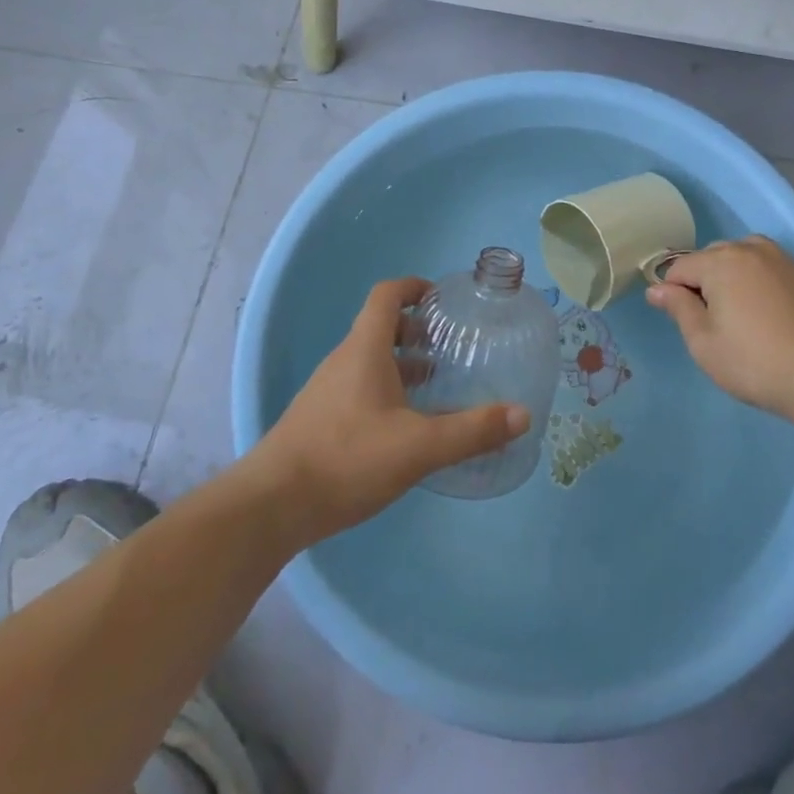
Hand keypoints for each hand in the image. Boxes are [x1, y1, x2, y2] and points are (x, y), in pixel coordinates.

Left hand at [249, 278, 530, 544]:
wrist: (271, 506)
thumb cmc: (346, 459)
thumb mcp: (418, 447)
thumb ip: (471, 431)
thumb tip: (522, 414)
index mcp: (364, 349)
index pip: (386, 295)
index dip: (414, 287)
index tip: (443, 298)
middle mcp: (344, 360)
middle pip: (381, 327)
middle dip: (417, 331)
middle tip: (450, 348)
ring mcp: (328, 390)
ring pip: (370, 360)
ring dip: (403, 363)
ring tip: (436, 385)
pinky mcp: (320, 419)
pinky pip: (359, 387)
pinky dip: (387, 389)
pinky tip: (405, 426)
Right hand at [646, 236, 793, 422]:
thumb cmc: (754, 362)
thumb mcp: (704, 342)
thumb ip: (678, 308)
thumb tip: (656, 288)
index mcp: (720, 262)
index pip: (680, 267)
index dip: (672, 293)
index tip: (681, 322)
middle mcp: (749, 249)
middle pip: (710, 257)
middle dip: (702, 282)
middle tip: (712, 324)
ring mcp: (779, 259)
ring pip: (739, 257)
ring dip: (729, 277)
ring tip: (737, 314)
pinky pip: (764, 266)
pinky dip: (755, 280)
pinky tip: (763, 312)